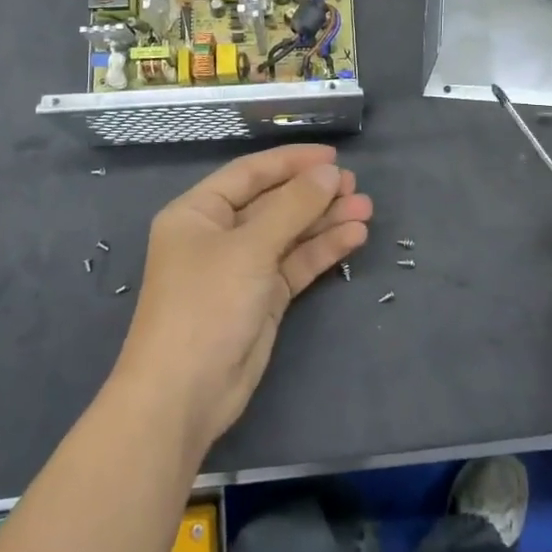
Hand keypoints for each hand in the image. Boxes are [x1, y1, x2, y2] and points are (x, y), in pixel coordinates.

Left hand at [111, 144, 370, 460]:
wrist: (185, 394)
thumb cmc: (206, 305)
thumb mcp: (249, 248)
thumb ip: (292, 207)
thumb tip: (329, 173)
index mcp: (198, 212)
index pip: (250, 173)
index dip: (290, 162)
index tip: (332, 156)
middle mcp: (219, 235)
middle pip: (273, 203)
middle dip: (313, 194)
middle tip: (355, 186)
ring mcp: (242, 268)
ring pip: (289, 234)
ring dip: (324, 221)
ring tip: (366, 209)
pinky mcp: (263, 298)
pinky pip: (295, 264)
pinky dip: (322, 251)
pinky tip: (353, 237)